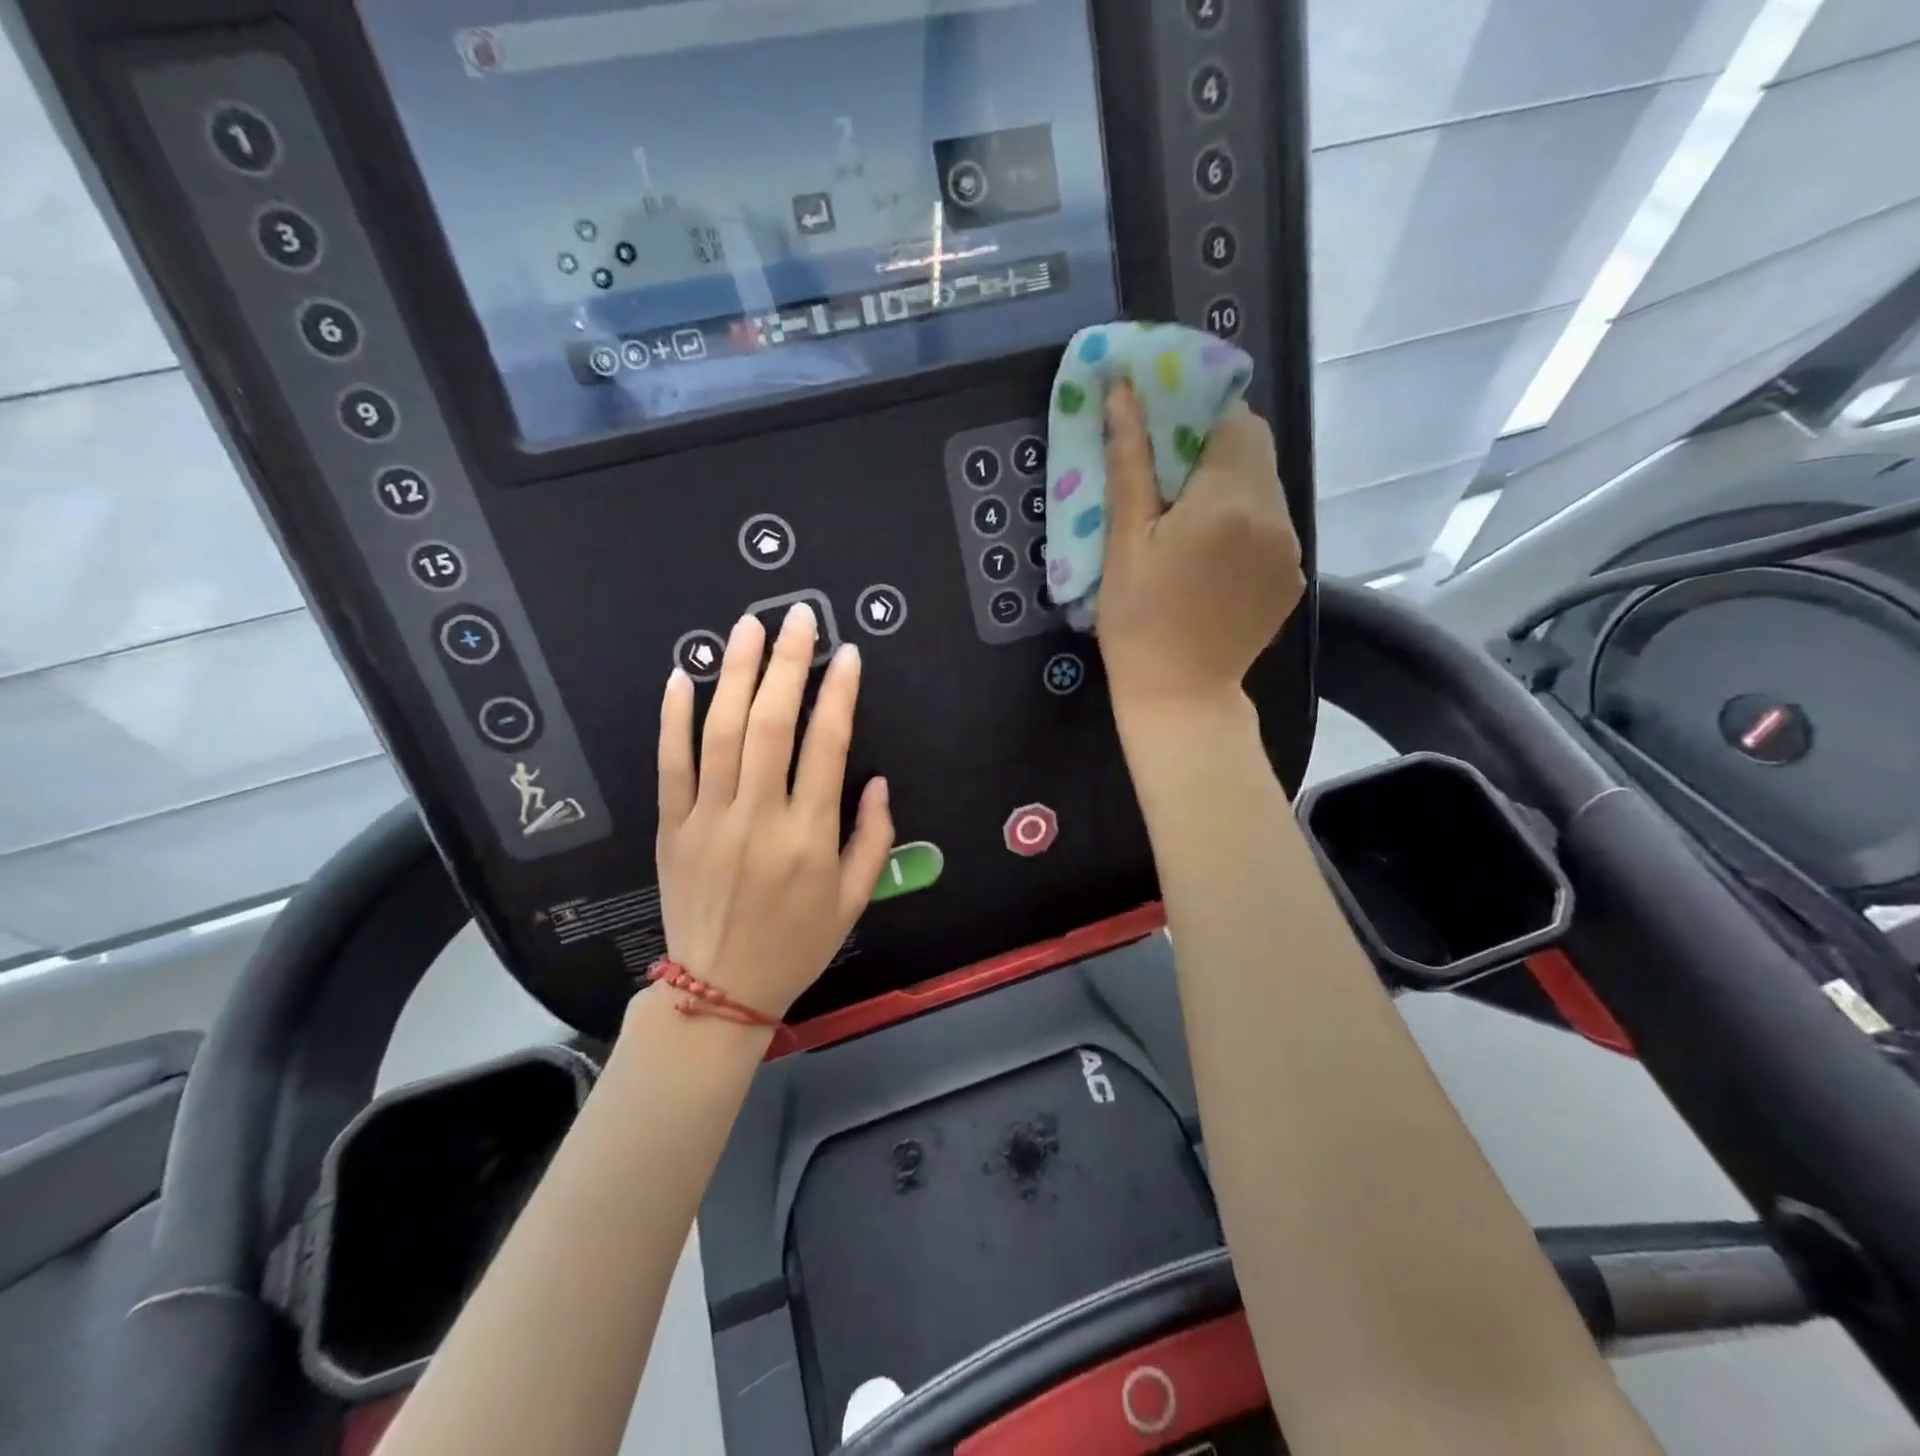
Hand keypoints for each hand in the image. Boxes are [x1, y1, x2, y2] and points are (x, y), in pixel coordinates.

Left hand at [655, 602, 893, 1020]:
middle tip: (796, 617)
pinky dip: (673, 720)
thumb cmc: (796, 945)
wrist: (719, 991)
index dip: (839, 694)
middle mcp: (759, 819)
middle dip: (786, 663)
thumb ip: (873, 837)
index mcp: (810, 837)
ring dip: (734, 674)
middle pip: (770, 725)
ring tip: (745, 627)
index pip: (826, 746)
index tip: (848, 655)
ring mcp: (708, 821)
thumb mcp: (854, 900)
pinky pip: (669, 766)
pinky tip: (680, 677)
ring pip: (719, 734)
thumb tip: (875, 779)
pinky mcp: (670, 829)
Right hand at [1096, 381, 1303, 722]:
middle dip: (1215, 452)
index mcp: (1228, 500)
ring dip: (1231, 488)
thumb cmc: (1137, 621)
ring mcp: (1291, 547)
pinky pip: (1273, 525)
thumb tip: (1122, 390)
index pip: (1233, 420)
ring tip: (1189, 528)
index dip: (1198, 419)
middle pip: (1256, 450)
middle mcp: (1273, 514)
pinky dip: (1246, 525)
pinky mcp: (1294, 575)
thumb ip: (1129, 462)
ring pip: (1266, 487)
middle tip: (1170, 487)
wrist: (1181, 696)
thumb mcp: (1123, 542)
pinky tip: (1213, 561)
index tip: (1162, 444)